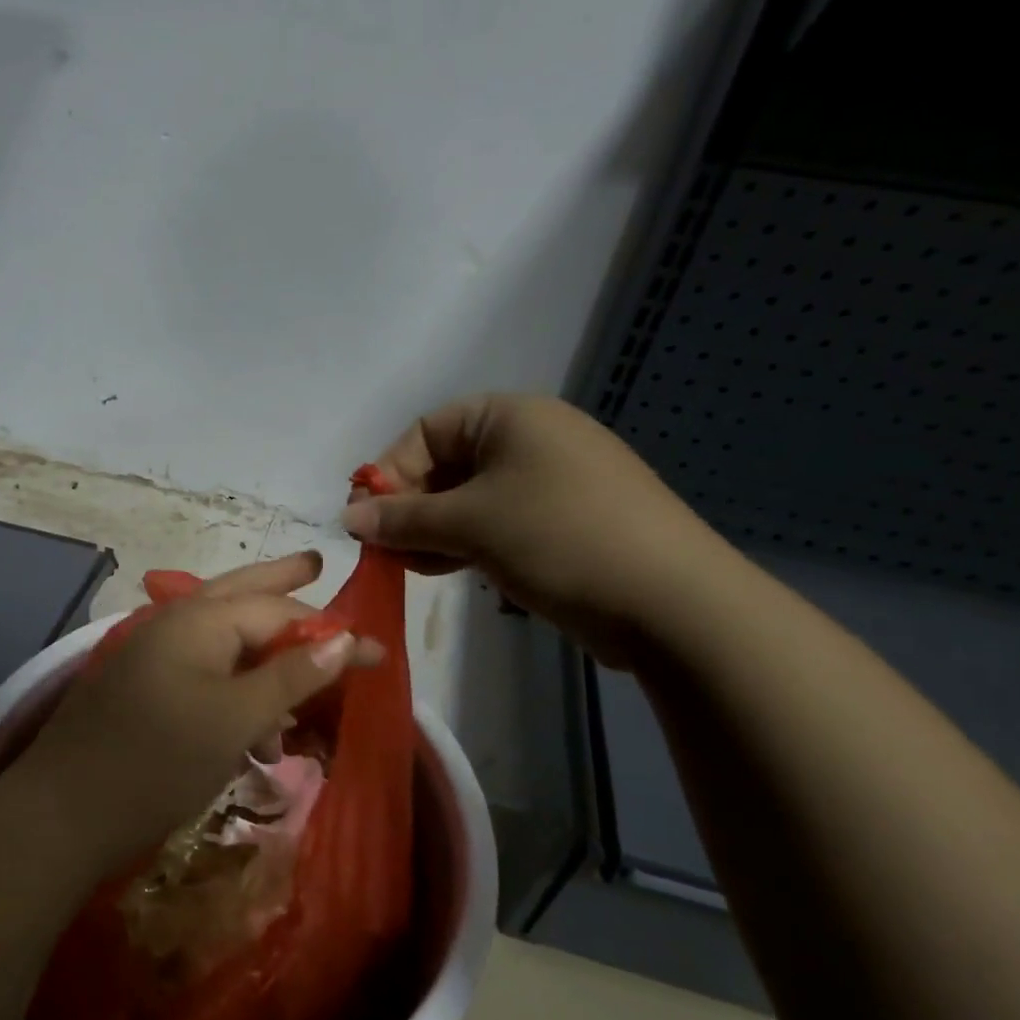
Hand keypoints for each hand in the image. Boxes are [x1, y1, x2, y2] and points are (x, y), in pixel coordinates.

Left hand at [16, 552, 382, 874]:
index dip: (331, 632)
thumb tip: (344, 639)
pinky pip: (203, 670)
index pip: (280, 612)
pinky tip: (255, 719)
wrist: (60, 815)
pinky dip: (236, 684)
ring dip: (263, 649)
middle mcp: (176, 623)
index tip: (376, 654)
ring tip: (302, 673)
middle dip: (281, 581)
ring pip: (223, 635)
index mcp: (200, 619)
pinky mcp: (144, 688)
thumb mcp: (235, 718)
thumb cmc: (158, 760)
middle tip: (314, 563)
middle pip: (242, 592)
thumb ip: (290, 675)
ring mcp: (154, 654)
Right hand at [341, 393, 734, 667]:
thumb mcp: (469, 523)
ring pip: (469, 500)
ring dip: (432, 531)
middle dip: (409, 507)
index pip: (426, 431)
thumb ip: (403, 519)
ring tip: (408, 566)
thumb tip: (347, 518)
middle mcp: (531, 440)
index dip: (389, 472)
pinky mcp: (563, 524)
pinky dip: (466, 543)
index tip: (366, 518)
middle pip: (446, 465)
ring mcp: (551, 483)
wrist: (672, 603)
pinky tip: (444, 570)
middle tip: (383, 549)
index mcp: (511, 416)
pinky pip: (497, 523)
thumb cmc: (558, 537)